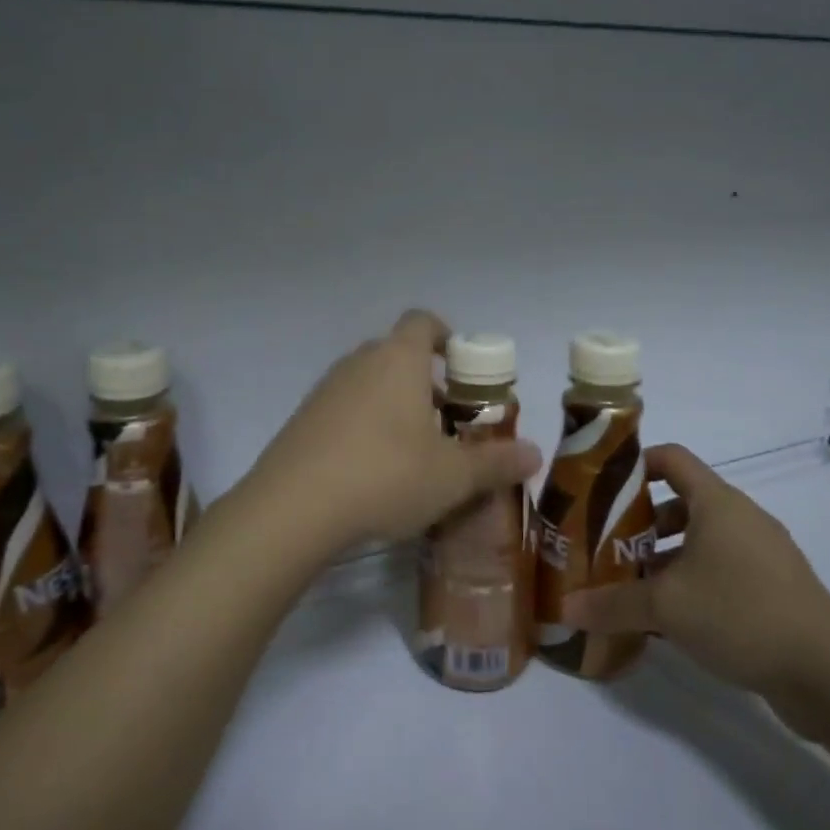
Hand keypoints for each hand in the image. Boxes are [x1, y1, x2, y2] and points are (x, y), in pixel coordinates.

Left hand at [246, 310, 542, 559]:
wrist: (293, 507)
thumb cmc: (386, 475)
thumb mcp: (452, 476)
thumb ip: (496, 462)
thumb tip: (536, 454)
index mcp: (399, 359)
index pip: (423, 321)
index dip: (446, 336)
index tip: (462, 367)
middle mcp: (359, 362)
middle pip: (398, 355)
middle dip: (426, 382)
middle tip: (448, 422)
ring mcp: (325, 389)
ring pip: (370, 383)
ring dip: (394, 405)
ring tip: (414, 452)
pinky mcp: (302, 419)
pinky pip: (344, 409)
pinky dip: (363, 426)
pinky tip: (372, 470)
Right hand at [562, 445, 829, 729]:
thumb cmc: (740, 614)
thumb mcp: (665, 607)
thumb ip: (611, 604)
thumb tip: (565, 607)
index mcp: (717, 503)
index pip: (671, 458)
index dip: (635, 464)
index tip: (601, 488)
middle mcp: (741, 518)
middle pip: (681, 502)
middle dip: (640, 521)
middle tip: (607, 546)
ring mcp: (762, 554)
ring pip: (701, 540)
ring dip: (664, 556)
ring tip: (631, 585)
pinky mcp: (774, 588)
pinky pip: (721, 569)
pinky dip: (691, 581)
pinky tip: (669, 617)